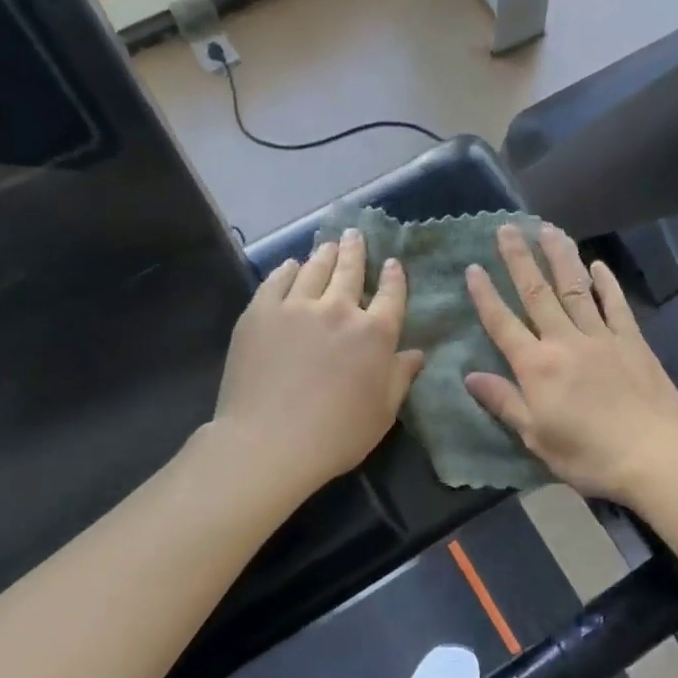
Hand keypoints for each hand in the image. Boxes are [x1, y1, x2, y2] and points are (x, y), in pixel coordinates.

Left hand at [212, 229, 424, 498]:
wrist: (268, 442)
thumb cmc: (336, 435)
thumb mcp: (383, 412)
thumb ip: (401, 377)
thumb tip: (416, 352)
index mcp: (375, 334)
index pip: (391, 295)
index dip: (394, 277)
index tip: (392, 263)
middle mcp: (339, 309)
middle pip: (350, 270)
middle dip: (356, 250)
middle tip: (355, 235)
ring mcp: (296, 307)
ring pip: (314, 269)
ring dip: (325, 254)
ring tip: (328, 245)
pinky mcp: (260, 312)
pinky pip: (277, 281)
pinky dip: (287, 269)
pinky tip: (291, 265)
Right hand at [465, 223, 677, 503]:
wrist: (653, 454)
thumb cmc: (588, 454)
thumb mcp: (536, 436)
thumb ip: (504, 401)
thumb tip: (470, 376)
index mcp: (537, 366)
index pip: (503, 323)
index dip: (486, 295)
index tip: (473, 267)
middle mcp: (565, 341)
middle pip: (537, 293)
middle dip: (520, 259)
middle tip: (508, 227)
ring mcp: (602, 336)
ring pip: (576, 288)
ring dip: (560, 257)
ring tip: (548, 229)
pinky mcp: (632, 340)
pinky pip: (615, 305)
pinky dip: (606, 283)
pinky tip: (598, 264)